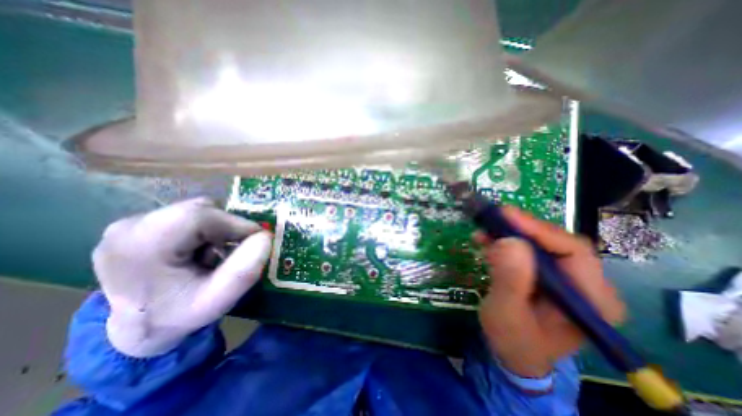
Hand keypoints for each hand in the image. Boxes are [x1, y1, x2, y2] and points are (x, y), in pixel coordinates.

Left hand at [92, 198, 271, 357]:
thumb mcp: (217, 301)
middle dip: (227, 228)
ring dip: (217, 229)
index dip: (237, 224)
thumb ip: (244, 271)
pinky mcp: (139, 225)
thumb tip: (266, 237)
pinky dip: (206, 230)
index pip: (202, 216)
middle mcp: (130, 226)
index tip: (258, 240)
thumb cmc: (177, 316)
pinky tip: (201, 251)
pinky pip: (189, 216)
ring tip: (215, 254)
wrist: (134, 331)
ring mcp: (131, 223)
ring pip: (197, 211)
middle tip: (235, 251)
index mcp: (141, 245)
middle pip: (200, 210)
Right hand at [474, 207, 623, 377]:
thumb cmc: (513, 340)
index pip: (573, 251)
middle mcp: (585, 284)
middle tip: (491, 219)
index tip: (506, 216)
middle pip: (556, 242)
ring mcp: (566, 277)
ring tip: (483, 232)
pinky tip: (487, 240)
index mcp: (592, 299)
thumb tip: (509, 242)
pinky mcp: (546, 274)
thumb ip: (510, 280)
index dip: (538, 230)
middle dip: (521, 229)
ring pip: (539, 242)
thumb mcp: (506, 314)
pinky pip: (527, 249)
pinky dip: (505, 241)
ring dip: (510, 233)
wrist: (513, 354)